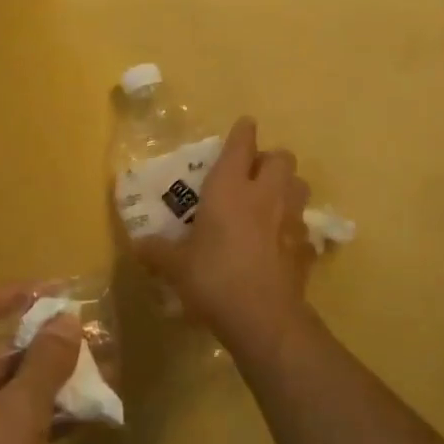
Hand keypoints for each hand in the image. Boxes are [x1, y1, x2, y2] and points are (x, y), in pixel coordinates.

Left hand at [0, 284, 79, 443]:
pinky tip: (67, 424)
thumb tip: (65, 320)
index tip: (64, 289)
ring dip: (39, 386)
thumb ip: (44, 364)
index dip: (22, 294)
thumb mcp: (16, 418)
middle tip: (89, 342)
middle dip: (40, 346)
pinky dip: (24, 419)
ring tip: (91, 382)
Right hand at [137, 117, 313, 354]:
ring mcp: (291, 219)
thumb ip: (157, 251)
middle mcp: (265, 194)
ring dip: (286, 187)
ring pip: (299, 185)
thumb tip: (138, 245)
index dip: (242, 131)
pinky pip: (303, 225)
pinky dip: (293, 226)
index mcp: (230, 188)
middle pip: (282, 157)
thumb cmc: (214, 278)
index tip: (243, 126)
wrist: (263, 317)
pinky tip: (279, 242)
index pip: (242, 144)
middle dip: (269, 159)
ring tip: (269, 202)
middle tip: (252, 175)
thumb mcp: (176, 266)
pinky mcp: (306, 247)